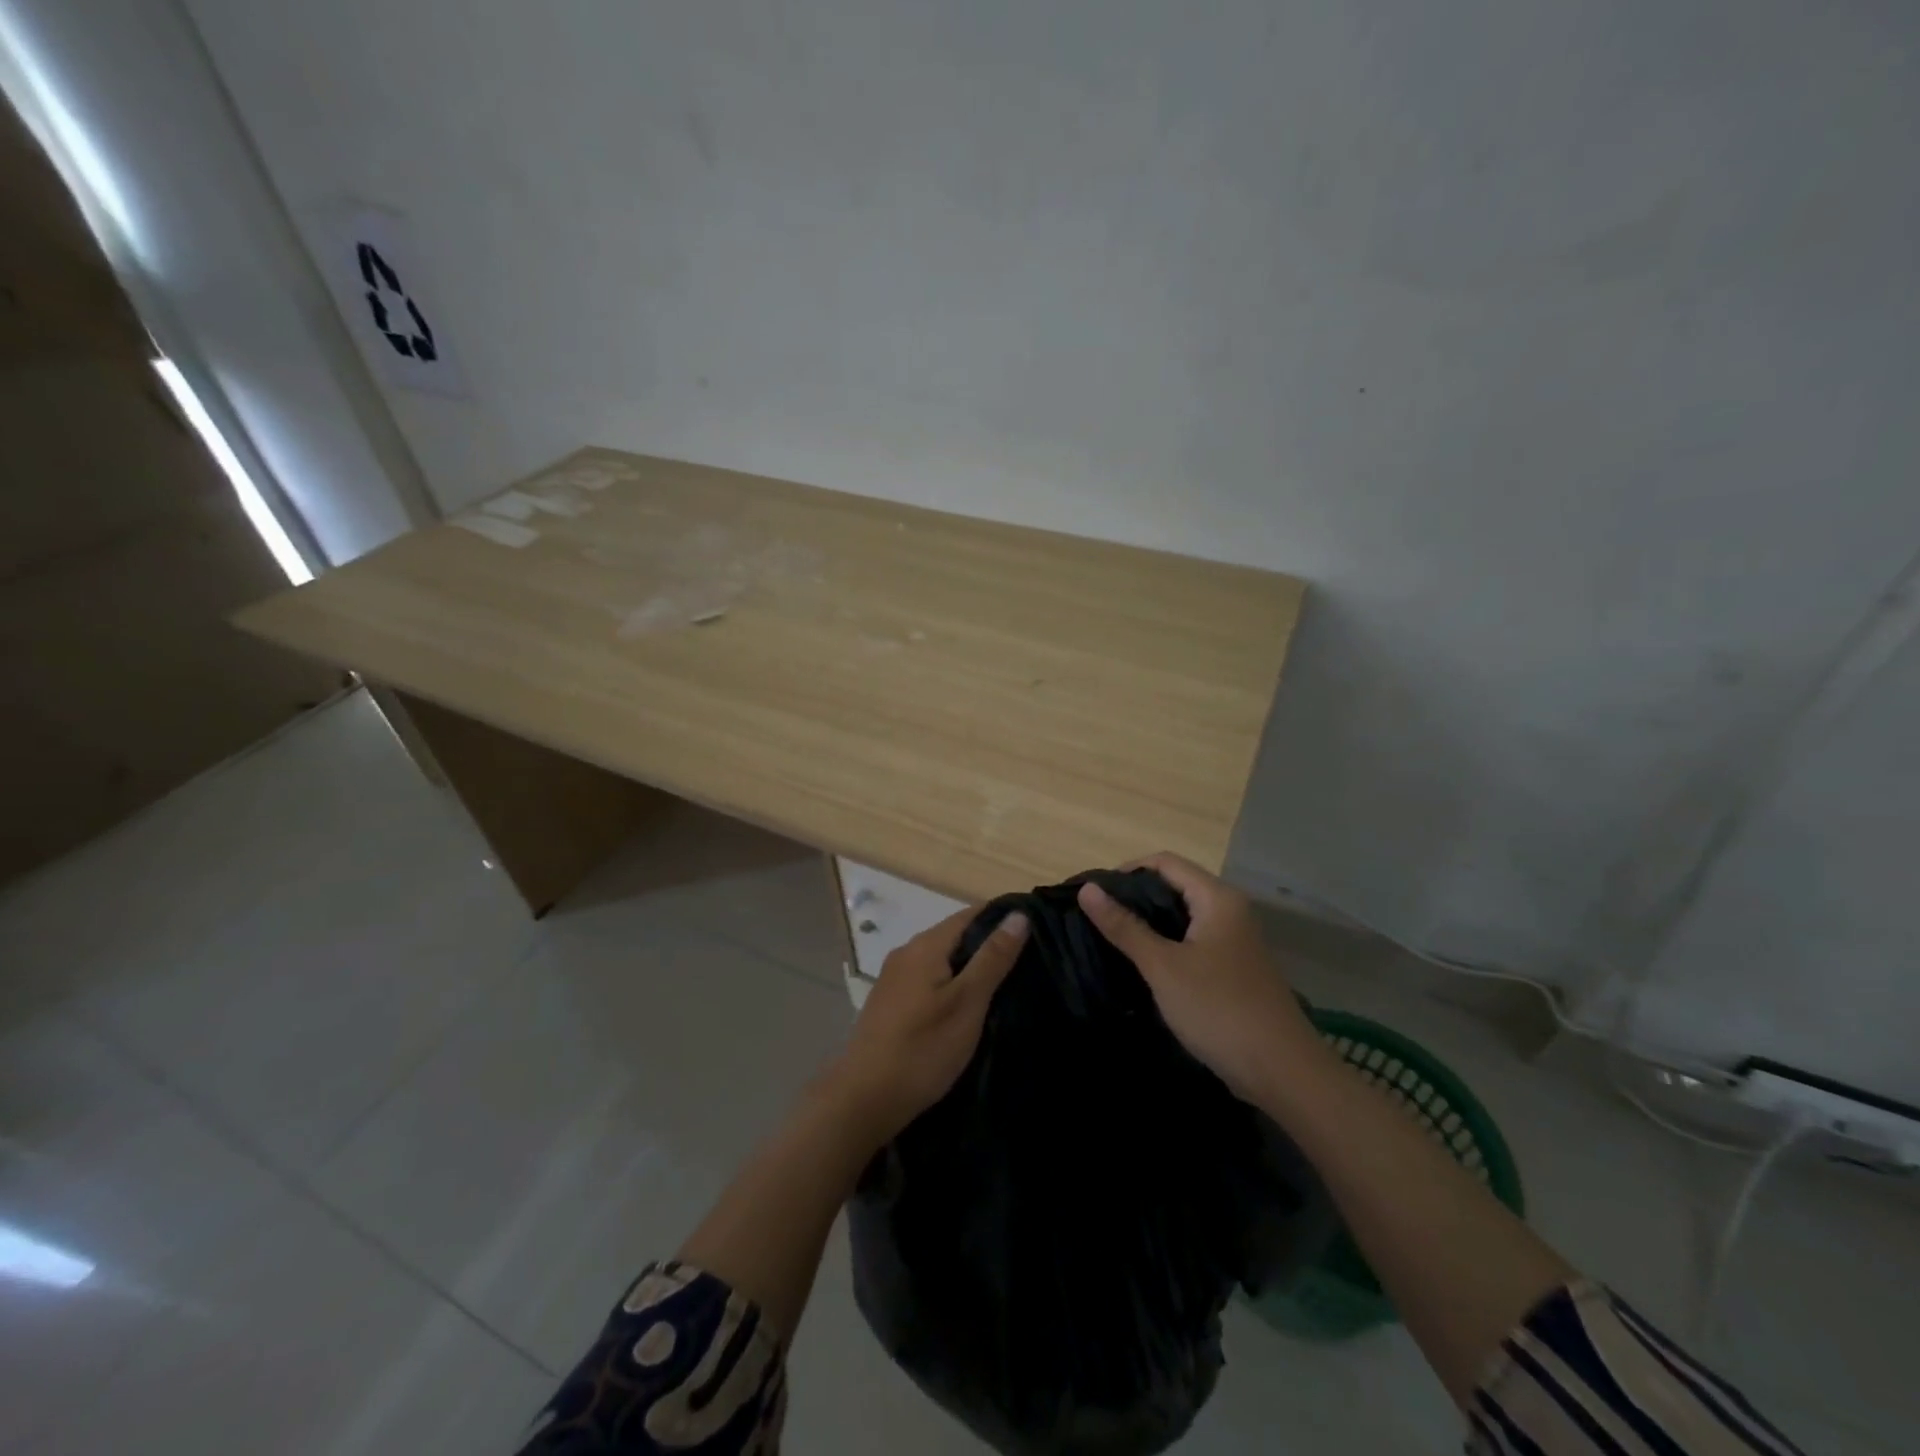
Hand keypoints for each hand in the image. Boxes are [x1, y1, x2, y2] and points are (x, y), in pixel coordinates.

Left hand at [821, 904, 1028, 1146]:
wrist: (864, 1099)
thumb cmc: (923, 1048)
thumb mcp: (968, 1002)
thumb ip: (993, 958)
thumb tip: (1018, 915)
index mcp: (926, 945)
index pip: (970, 914)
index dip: (1002, 918)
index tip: (1035, 929)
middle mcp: (906, 952)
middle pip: (955, 935)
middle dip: (988, 944)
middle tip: (1026, 961)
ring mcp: (894, 978)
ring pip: (941, 960)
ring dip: (969, 967)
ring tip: (1003, 984)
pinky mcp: (889, 1003)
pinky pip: (928, 980)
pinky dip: (951, 984)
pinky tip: (966, 1006)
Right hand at [1077, 853, 1312, 1102]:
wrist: (1283, 1073)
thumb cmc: (1219, 1010)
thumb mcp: (1163, 967)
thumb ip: (1125, 926)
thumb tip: (1088, 889)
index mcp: (1217, 898)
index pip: (1165, 862)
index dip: (1126, 871)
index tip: (1094, 895)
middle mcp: (1229, 910)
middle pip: (1175, 886)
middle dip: (1135, 898)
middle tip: (1097, 919)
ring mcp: (1235, 940)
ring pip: (1183, 917)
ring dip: (1149, 923)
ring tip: (1112, 940)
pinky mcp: (1234, 968)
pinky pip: (1193, 941)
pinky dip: (1166, 945)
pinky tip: (1143, 965)